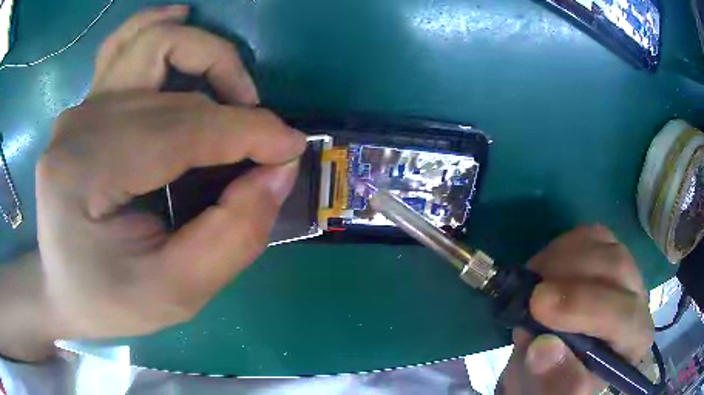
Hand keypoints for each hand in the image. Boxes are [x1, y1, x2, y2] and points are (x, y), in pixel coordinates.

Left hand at [35, 6, 305, 341]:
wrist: (63, 291)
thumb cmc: (109, 302)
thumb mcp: (175, 294)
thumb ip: (231, 236)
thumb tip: (277, 171)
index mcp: (86, 174)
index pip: (181, 130)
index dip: (247, 133)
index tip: (292, 149)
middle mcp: (79, 126)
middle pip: (173, 92)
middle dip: (235, 110)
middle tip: (264, 147)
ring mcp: (79, 110)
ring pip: (152, 46)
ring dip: (205, 56)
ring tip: (236, 91)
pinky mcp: (84, 108)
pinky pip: (123, 46)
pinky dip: (157, 27)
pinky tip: (181, 19)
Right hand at [498, 225, 653, 394]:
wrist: (554, 357)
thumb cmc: (554, 380)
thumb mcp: (547, 391)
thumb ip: (550, 380)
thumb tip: (544, 348)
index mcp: (633, 342)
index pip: (624, 317)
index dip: (585, 307)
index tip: (537, 306)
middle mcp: (638, 299)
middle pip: (618, 269)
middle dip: (571, 278)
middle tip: (530, 293)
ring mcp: (625, 270)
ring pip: (604, 245)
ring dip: (562, 260)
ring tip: (534, 285)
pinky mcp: (607, 251)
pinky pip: (590, 234)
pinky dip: (562, 247)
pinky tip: (546, 269)